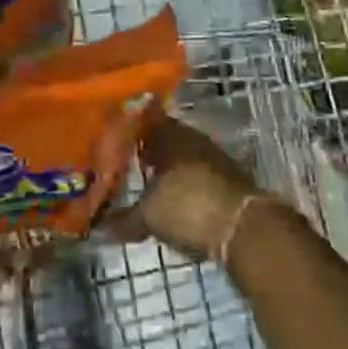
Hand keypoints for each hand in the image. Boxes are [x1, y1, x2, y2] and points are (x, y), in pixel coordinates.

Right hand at [101, 114, 265, 261]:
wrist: (245, 228)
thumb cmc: (189, 207)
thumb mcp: (150, 216)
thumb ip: (125, 218)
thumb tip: (101, 227)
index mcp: (170, 134)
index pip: (145, 120)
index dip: (129, 129)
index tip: (111, 138)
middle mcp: (193, 139)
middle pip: (165, 138)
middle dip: (147, 151)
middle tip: (125, 164)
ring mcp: (214, 158)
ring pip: (183, 157)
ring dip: (167, 169)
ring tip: (145, 185)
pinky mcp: (229, 181)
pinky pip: (197, 176)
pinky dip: (184, 185)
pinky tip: (173, 200)